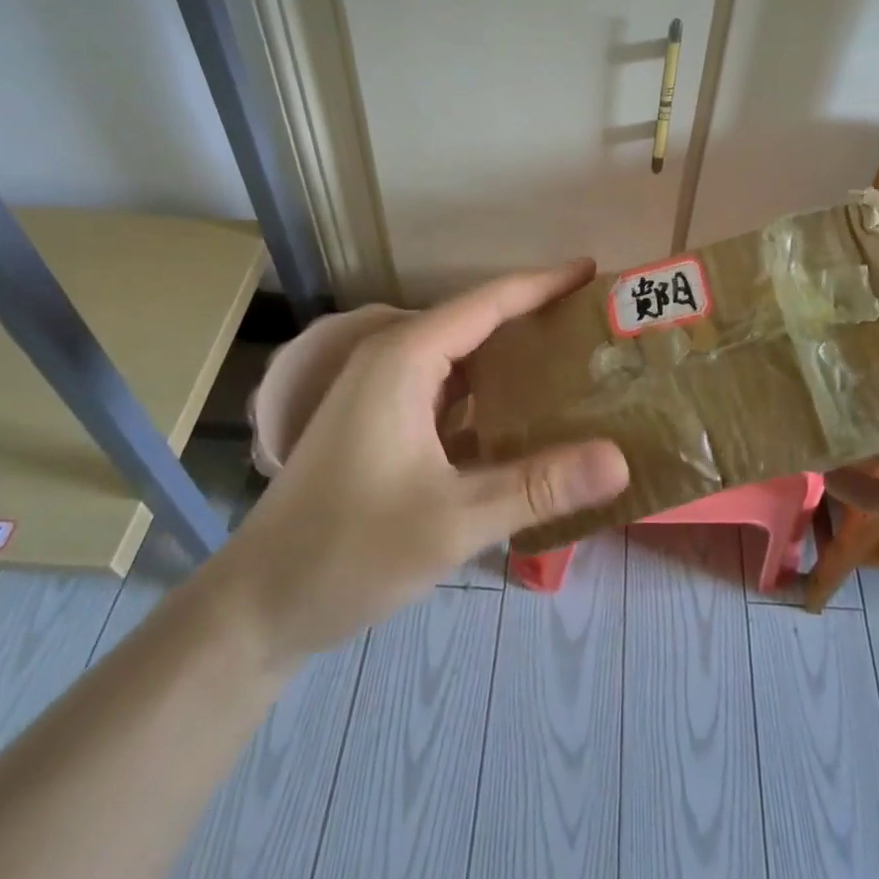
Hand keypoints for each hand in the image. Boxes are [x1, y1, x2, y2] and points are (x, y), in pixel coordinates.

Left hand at [207, 261, 628, 667]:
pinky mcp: (382, 426)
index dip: (543, 283)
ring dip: (514, 359)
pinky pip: (449, 393)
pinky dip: (491, 397)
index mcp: (404, 360)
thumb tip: (621, 460)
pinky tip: (528, 420)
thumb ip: (539, 486)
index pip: (488, 302)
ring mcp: (383, 394)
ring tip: (577, 365)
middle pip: (476, 323)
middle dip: (536, 319)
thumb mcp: (453, 521)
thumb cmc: (349, 551)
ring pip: (463, 360)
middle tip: (599, 327)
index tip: (593, 271)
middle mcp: (392, 362)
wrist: (258, 606)